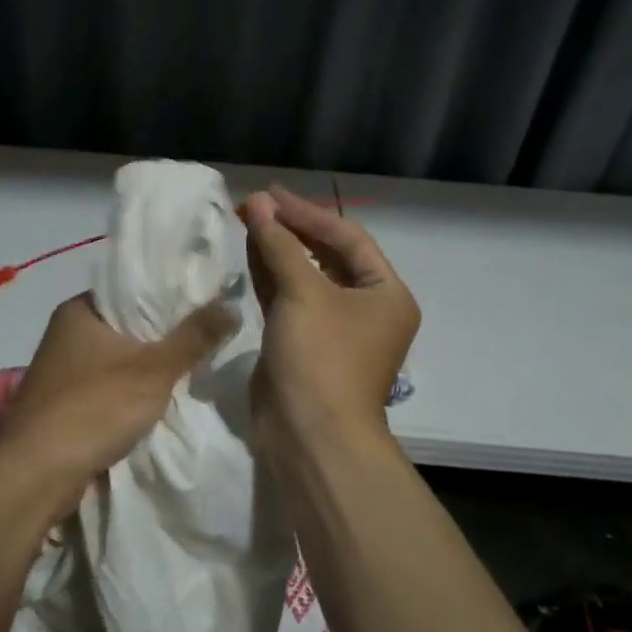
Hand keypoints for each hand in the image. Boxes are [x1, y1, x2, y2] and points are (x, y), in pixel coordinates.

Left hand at [0, 293, 238, 513]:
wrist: (36, 474)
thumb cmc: (94, 408)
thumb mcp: (153, 370)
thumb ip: (194, 337)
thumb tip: (232, 305)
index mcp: (79, 309)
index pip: (132, 288)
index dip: (169, 293)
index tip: (205, 302)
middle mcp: (65, 331)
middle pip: (126, 324)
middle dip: (162, 334)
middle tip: (207, 336)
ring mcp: (61, 369)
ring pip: (117, 357)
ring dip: (147, 366)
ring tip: (191, 366)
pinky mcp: (62, 402)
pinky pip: (106, 385)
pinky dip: (129, 390)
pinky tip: (158, 399)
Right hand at [244, 185, 419, 442]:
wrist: (310, 436)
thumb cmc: (321, 358)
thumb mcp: (303, 294)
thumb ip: (279, 244)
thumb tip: (257, 202)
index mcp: (385, 293)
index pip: (347, 238)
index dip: (307, 212)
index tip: (269, 194)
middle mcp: (364, 307)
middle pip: (325, 254)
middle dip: (290, 228)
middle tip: (253, 204)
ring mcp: (332, 327)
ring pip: (303, 276)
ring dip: (276, 249)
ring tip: (245, 219)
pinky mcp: (302, 342)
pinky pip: (287, 298)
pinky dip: (269, 275)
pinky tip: (248, 252)